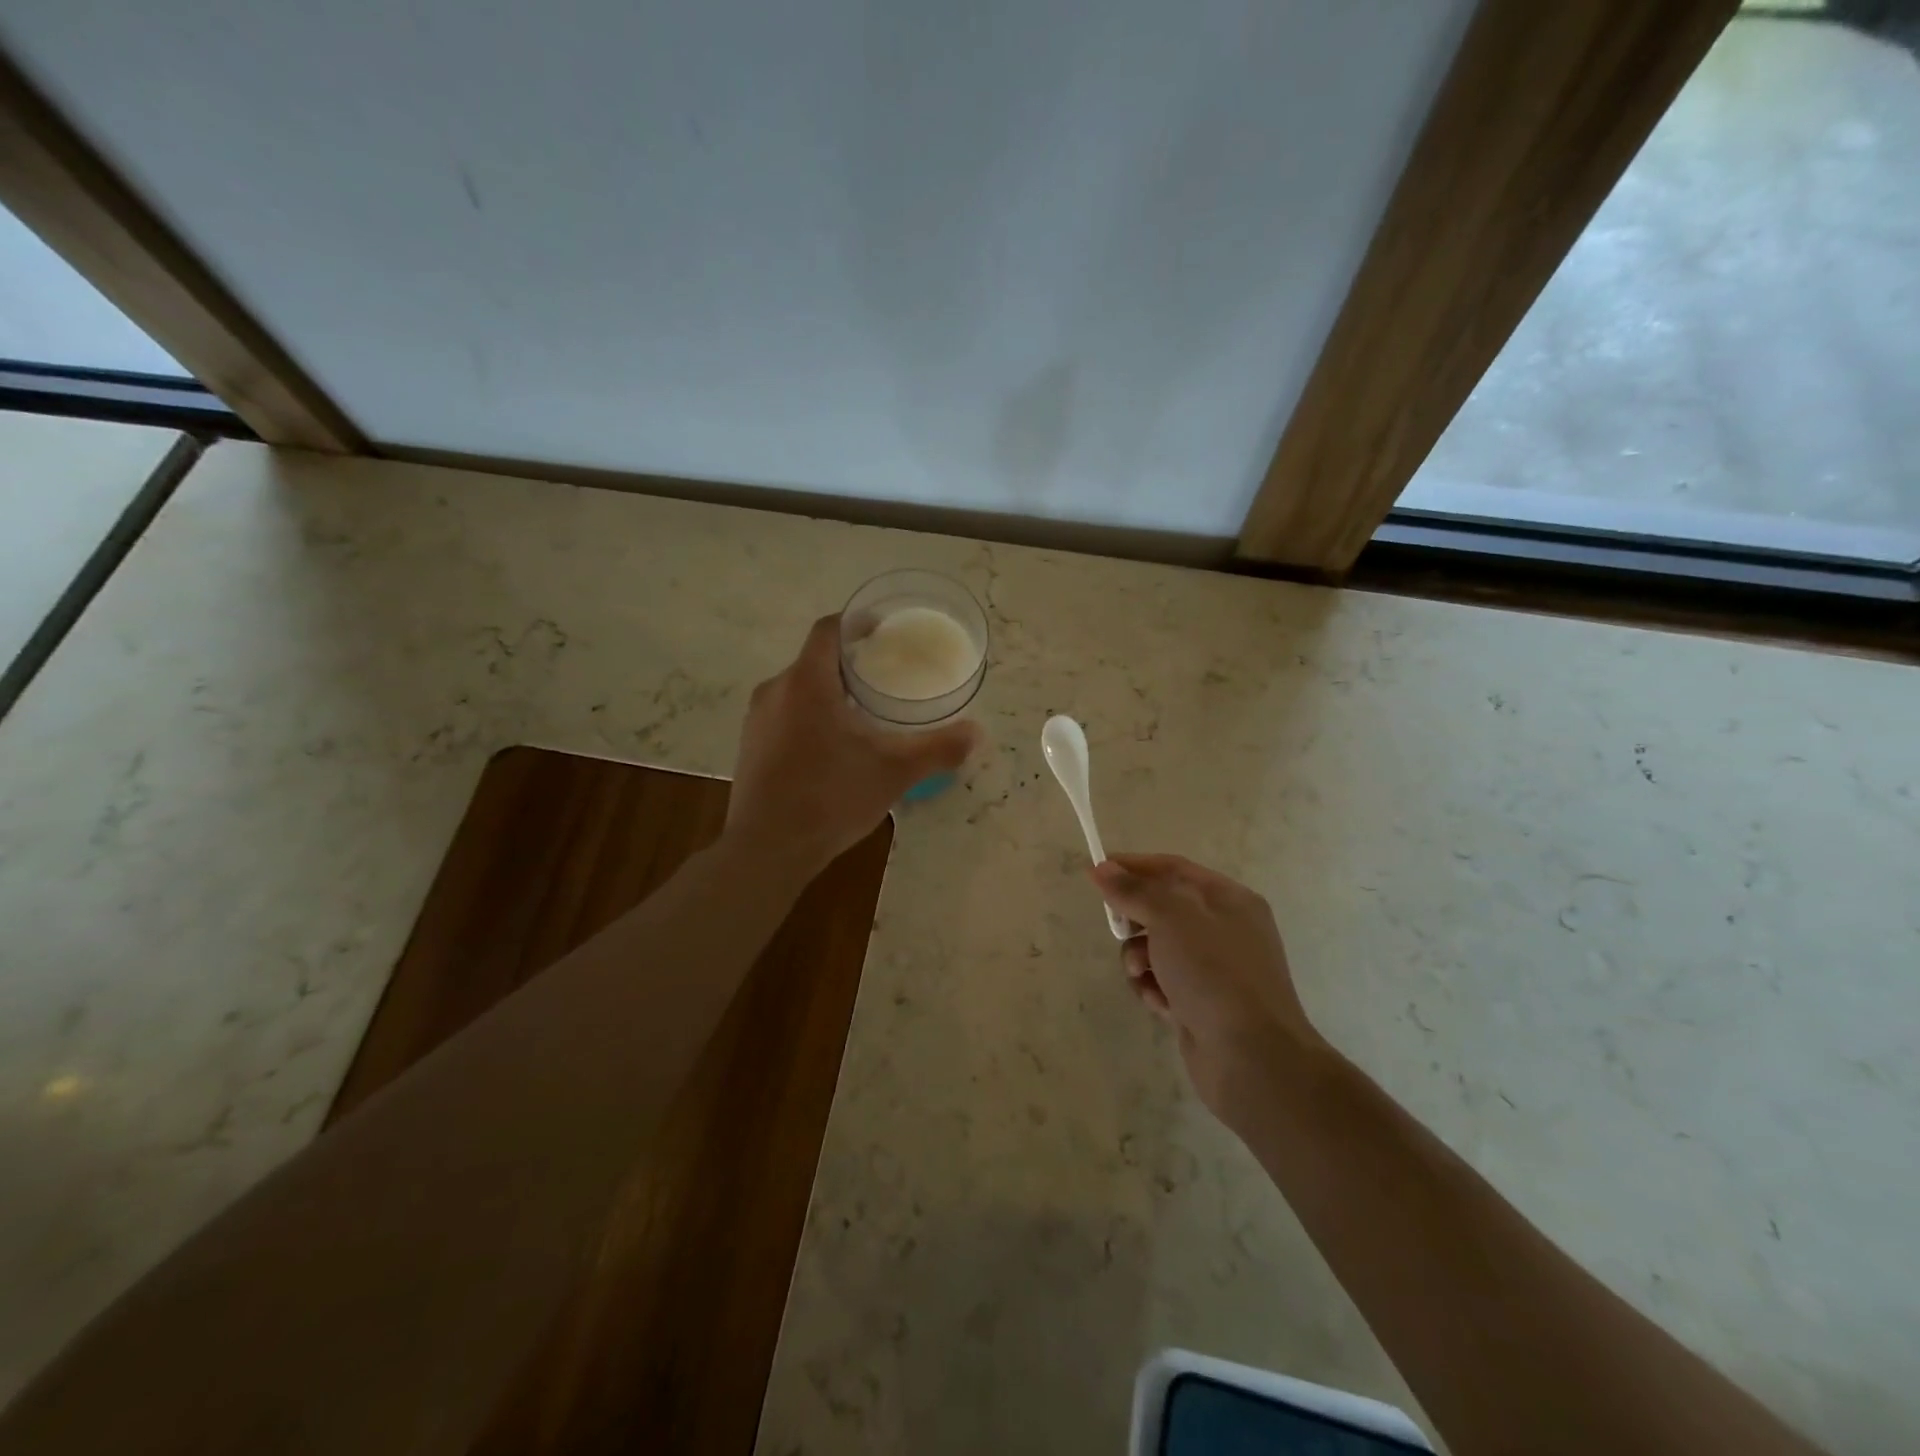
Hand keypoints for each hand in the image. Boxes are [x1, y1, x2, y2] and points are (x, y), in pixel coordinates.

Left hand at [726, 614, 979, 877]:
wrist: (767, 849)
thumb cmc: (831, 797)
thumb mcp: (894, 772)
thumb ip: (937, 749)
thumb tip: (976, 733)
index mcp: (807, 682)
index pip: (829, 630)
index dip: (856, 623)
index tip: (882, 631)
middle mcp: (775, 691)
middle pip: (813, 659)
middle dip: (847, 662)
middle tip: (882, 676)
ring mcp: (757, 720)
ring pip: (797, 689)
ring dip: (828, 692)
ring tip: (861, 712)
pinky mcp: (750, 747)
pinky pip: (784, 715)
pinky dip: (809, 716)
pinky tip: (831, 747)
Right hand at [1090, 854, 1325, 1121]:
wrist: (1252, 1058)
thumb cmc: (1214, 974)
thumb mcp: (1171, 918)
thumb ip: (1135, 891)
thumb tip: (1102, 868)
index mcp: (1229, 899)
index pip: (1173, 868)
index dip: (1133, 866)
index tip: (1096, 871)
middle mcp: (1225, 929)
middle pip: (1163, 908)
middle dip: (1135, 919)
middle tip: (1117, 928)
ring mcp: (1215, 969)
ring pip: (1158, 948)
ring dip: (1139, 959)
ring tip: (1141, 975)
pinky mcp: (1202, 1004)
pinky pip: (1164, 983)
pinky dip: (1154, 989)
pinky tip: (1159, 1005)